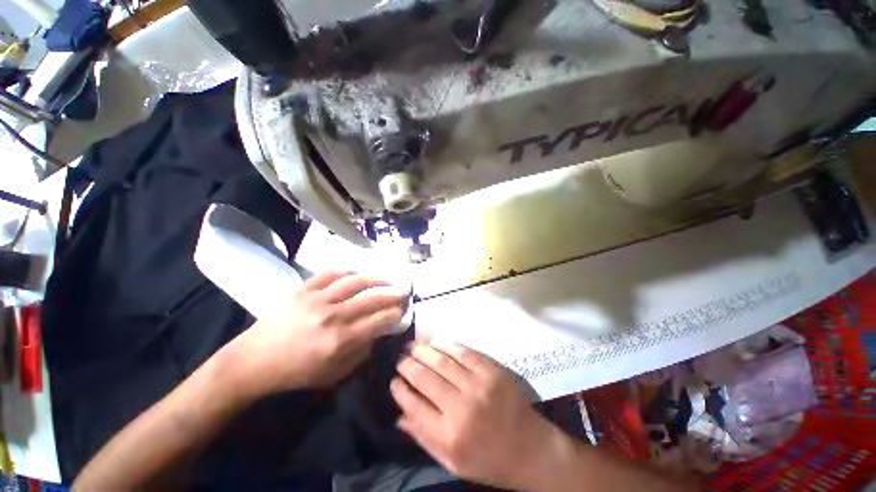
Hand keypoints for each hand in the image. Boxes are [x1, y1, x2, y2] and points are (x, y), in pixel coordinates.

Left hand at [228, 271, 406, 395]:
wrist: (254, 361)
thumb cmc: (295, 373)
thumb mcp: (333, 375)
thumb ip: (360, 354)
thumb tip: (378, 334)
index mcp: (340, 341)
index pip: (378, 321)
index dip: (395, 314)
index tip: (403, 311)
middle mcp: (333, 316)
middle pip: (371, 299)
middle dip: (393, 294)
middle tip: (404, 291)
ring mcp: (317, 299)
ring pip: (354, 282)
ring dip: (375, 279)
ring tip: (387, 279)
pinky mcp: (303, 290)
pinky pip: (329, 274)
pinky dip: (346, 270)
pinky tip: (357, 272)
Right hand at [391, 343, 569, 490]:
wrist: (530, 449)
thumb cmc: (489, 460)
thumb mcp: (452, 463)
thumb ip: (424, 438)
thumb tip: (399, 416)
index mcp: (449, 435)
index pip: (414, 405)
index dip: (400, 390)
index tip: (393, 380)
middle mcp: (461, 407)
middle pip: (425, 378)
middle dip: (408, 365)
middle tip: (401, 359)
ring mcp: (479, 385)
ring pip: (442, 361)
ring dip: (424, 351)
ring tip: (413, 347)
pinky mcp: (492, 370)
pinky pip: (464, 352)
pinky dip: (447, 345)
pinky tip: (437, 343)